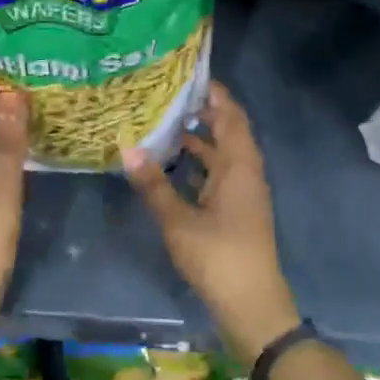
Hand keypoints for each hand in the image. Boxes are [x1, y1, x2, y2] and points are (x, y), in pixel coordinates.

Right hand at [122, 81, 300, 362]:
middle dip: (202, 112)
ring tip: (164, 123)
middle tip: (167, 95)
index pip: (231, 116)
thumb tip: (127, 148)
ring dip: (199, 139)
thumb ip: (153, 184)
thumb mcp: (179, 221)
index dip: (214, 93)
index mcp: (239, 167)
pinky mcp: (236, 211)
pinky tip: (173, 165)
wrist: (252, 305)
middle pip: (228, 131)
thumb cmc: (218, 257)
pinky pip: (219, 174)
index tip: (188, 74)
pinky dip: (199, 164)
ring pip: (222, 154)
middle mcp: (246, 173)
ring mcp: (243, 193)